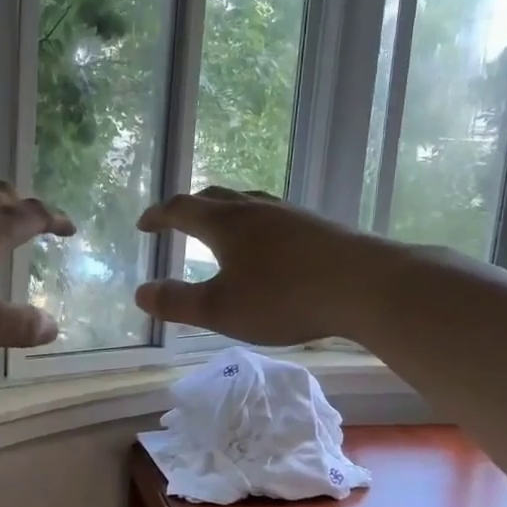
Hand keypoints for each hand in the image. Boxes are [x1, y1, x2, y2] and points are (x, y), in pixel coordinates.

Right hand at [134, 188, 370, 344]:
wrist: (366, 285)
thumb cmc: (284, 298)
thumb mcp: (220, 309)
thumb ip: (177, 302)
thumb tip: (140, 293)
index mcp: (225, 224)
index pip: (182, 209)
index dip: (159, 215)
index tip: (144, 225)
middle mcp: (255, 209)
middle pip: (215, 197)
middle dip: (190, 207)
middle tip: (177, 220)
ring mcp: (290, 214)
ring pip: (248, 202)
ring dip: (226, 210)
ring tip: (221, 226)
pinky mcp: (318, 226)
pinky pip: (275, 215)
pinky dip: (256, 223)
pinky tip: (270, 243)